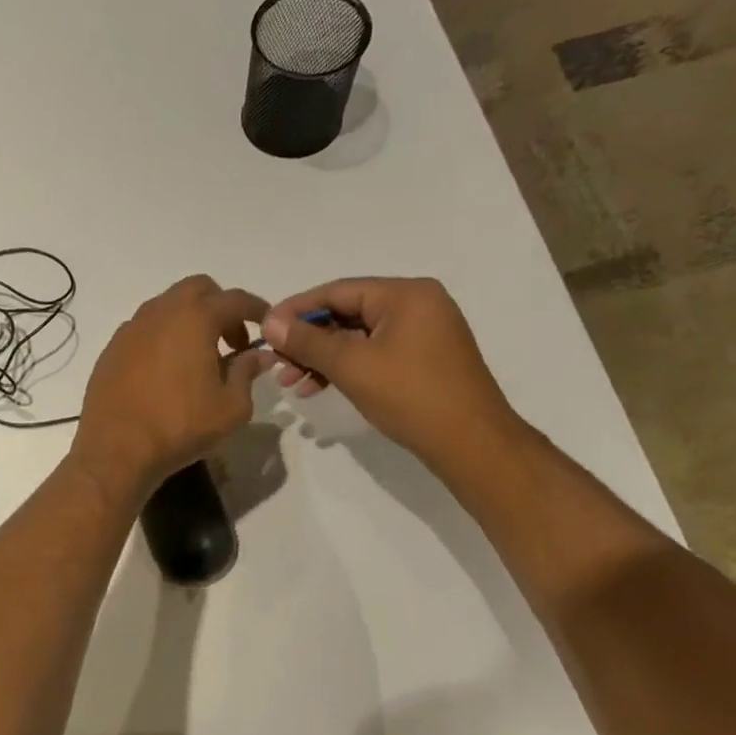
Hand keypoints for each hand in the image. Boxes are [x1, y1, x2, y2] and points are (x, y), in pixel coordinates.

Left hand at [71, 276, 270, 496]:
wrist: (116, 450)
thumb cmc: (180, 427)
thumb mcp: (231, 407)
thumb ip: (247, 373)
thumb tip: (259, 355)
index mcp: (194, 319)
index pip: (235, 299)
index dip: (257, 308)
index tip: (267, 325)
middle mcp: (159, 313)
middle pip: (197, 289)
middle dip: (220, 306)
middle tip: (232, 341)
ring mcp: (130, 329)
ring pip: (166, 306)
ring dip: (188, 320)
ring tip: (199, 356)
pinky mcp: (111, 350)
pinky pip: (144, 329)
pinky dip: (162, 337)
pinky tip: (167, 370)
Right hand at [261, 277, 525, 472]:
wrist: (471, 443)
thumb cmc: (410, 396)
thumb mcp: (351, 366)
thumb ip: (307, 341)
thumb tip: (270, 322)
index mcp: (405, 294)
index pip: (337, 291)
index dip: (295, 309)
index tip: (264, 329)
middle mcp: (417, 304)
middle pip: (346, 312)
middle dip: (307, 339)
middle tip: (276, 362)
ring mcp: (423, 331)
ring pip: (357, 336)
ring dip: (321, 357)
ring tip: (291, 382)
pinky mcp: (423, 358)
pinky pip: (373, 352)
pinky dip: (345, 367)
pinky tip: (318, 387)